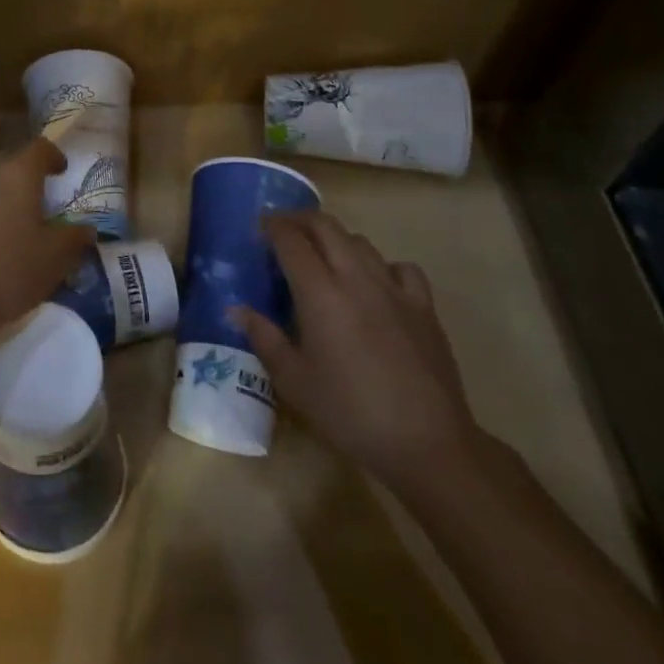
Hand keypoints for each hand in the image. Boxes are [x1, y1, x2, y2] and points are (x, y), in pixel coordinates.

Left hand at [0, 138, 92, 358]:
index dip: (52, 156)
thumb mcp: (52, 262)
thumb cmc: (2, 274)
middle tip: (32, 204)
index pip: (39, 148)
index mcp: (14, 176)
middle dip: (19, 179)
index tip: (60, 170)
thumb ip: (74, 240)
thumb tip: (87, 229)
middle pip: (4, 164)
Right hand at [233, 211, 483, 497]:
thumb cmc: (349, 413)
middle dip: (301, 220)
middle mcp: (356, 278)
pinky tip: (376, 285)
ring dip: (336, 240)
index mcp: (319, 292)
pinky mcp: (424, 307)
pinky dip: (382, 266)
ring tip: (324, 258)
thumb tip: (237, 309)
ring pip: (361, 242)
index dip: (272, 226)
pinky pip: (401, 268)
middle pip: (326, 226)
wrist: (427, 443)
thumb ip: (264, 338)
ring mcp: (394, 289)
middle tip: (284, 232)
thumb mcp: (294, 382)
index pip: (291, 239)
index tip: (259, 228)